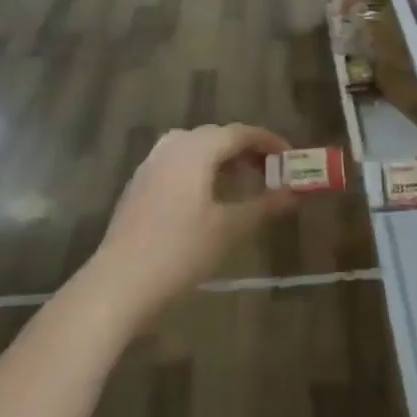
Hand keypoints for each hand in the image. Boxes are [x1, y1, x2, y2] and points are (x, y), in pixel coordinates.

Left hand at [89, 124, 295, 326]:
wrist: (118, 284)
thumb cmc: (180, 251)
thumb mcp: (229, 228)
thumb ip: (265, 205)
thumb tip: (297, 192)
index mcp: (196, 149)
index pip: (241, 133)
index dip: (270, 142)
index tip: (291, 159)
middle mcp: (172, 146)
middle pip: (218, 137)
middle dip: (247, 151)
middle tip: (272, 173)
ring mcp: (151, 164)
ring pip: (196, 149)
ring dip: (223, 161)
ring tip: (245, 184)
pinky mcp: (140, 184)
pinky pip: (178, 164)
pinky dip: (202, 171)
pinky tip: (210, 199)